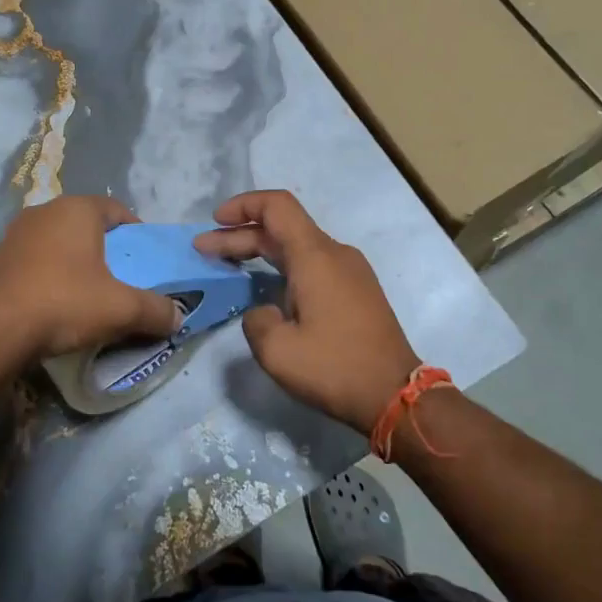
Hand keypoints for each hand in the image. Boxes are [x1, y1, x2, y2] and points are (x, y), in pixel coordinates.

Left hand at [0, 195, 181, 361]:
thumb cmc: (64, 303)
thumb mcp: (121, 309)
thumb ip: (156, 310)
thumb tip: (178, 318)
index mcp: (77, 209)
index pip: (117, 210)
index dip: (136, 233)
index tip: (146, 260)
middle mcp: (44, 211)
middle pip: (87, 225)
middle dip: (107, 248)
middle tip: (122, 278)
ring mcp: (16, 234)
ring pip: (59, 242)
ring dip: (77, 261)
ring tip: (90, 292)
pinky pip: (36, 260)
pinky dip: (51, 274)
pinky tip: (56, 302)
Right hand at [195, 191, 420, 433]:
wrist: (397, 396)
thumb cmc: (335, 368)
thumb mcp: (277, 351)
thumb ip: (256, 320)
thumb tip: (265, 312)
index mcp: (315, 257)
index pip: (277, 207)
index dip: (243, 206)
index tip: (215, 223)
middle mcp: (335, 254)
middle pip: (282, 228)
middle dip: (240, 235)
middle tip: (204, 250)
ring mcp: (350, 271)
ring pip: (298, 246)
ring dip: (261, 251)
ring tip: (228, 265)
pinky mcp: (357, 291)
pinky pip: (313, 264)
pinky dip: (282, 266)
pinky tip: (265, 286)